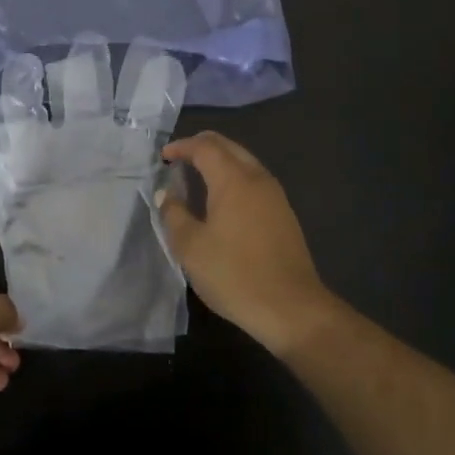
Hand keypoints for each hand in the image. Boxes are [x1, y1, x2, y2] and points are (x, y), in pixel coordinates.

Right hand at [158, 131, 339, 357]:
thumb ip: (174, 214)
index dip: (182, 146)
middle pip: (228, 147)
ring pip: (244, 161)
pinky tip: (222, 200)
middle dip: (201, 146)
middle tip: (179, 159)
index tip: (164, 156)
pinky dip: (234, 177)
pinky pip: (254, 180)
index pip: (204, 146)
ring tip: (197, 178)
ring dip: (220, 161)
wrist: (291, 308)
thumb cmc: (234, 274)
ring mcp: (275, 195)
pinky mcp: (284, 213)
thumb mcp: (191, 247)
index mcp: (233, 179)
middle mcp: (257, 178)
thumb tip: (167, 194)